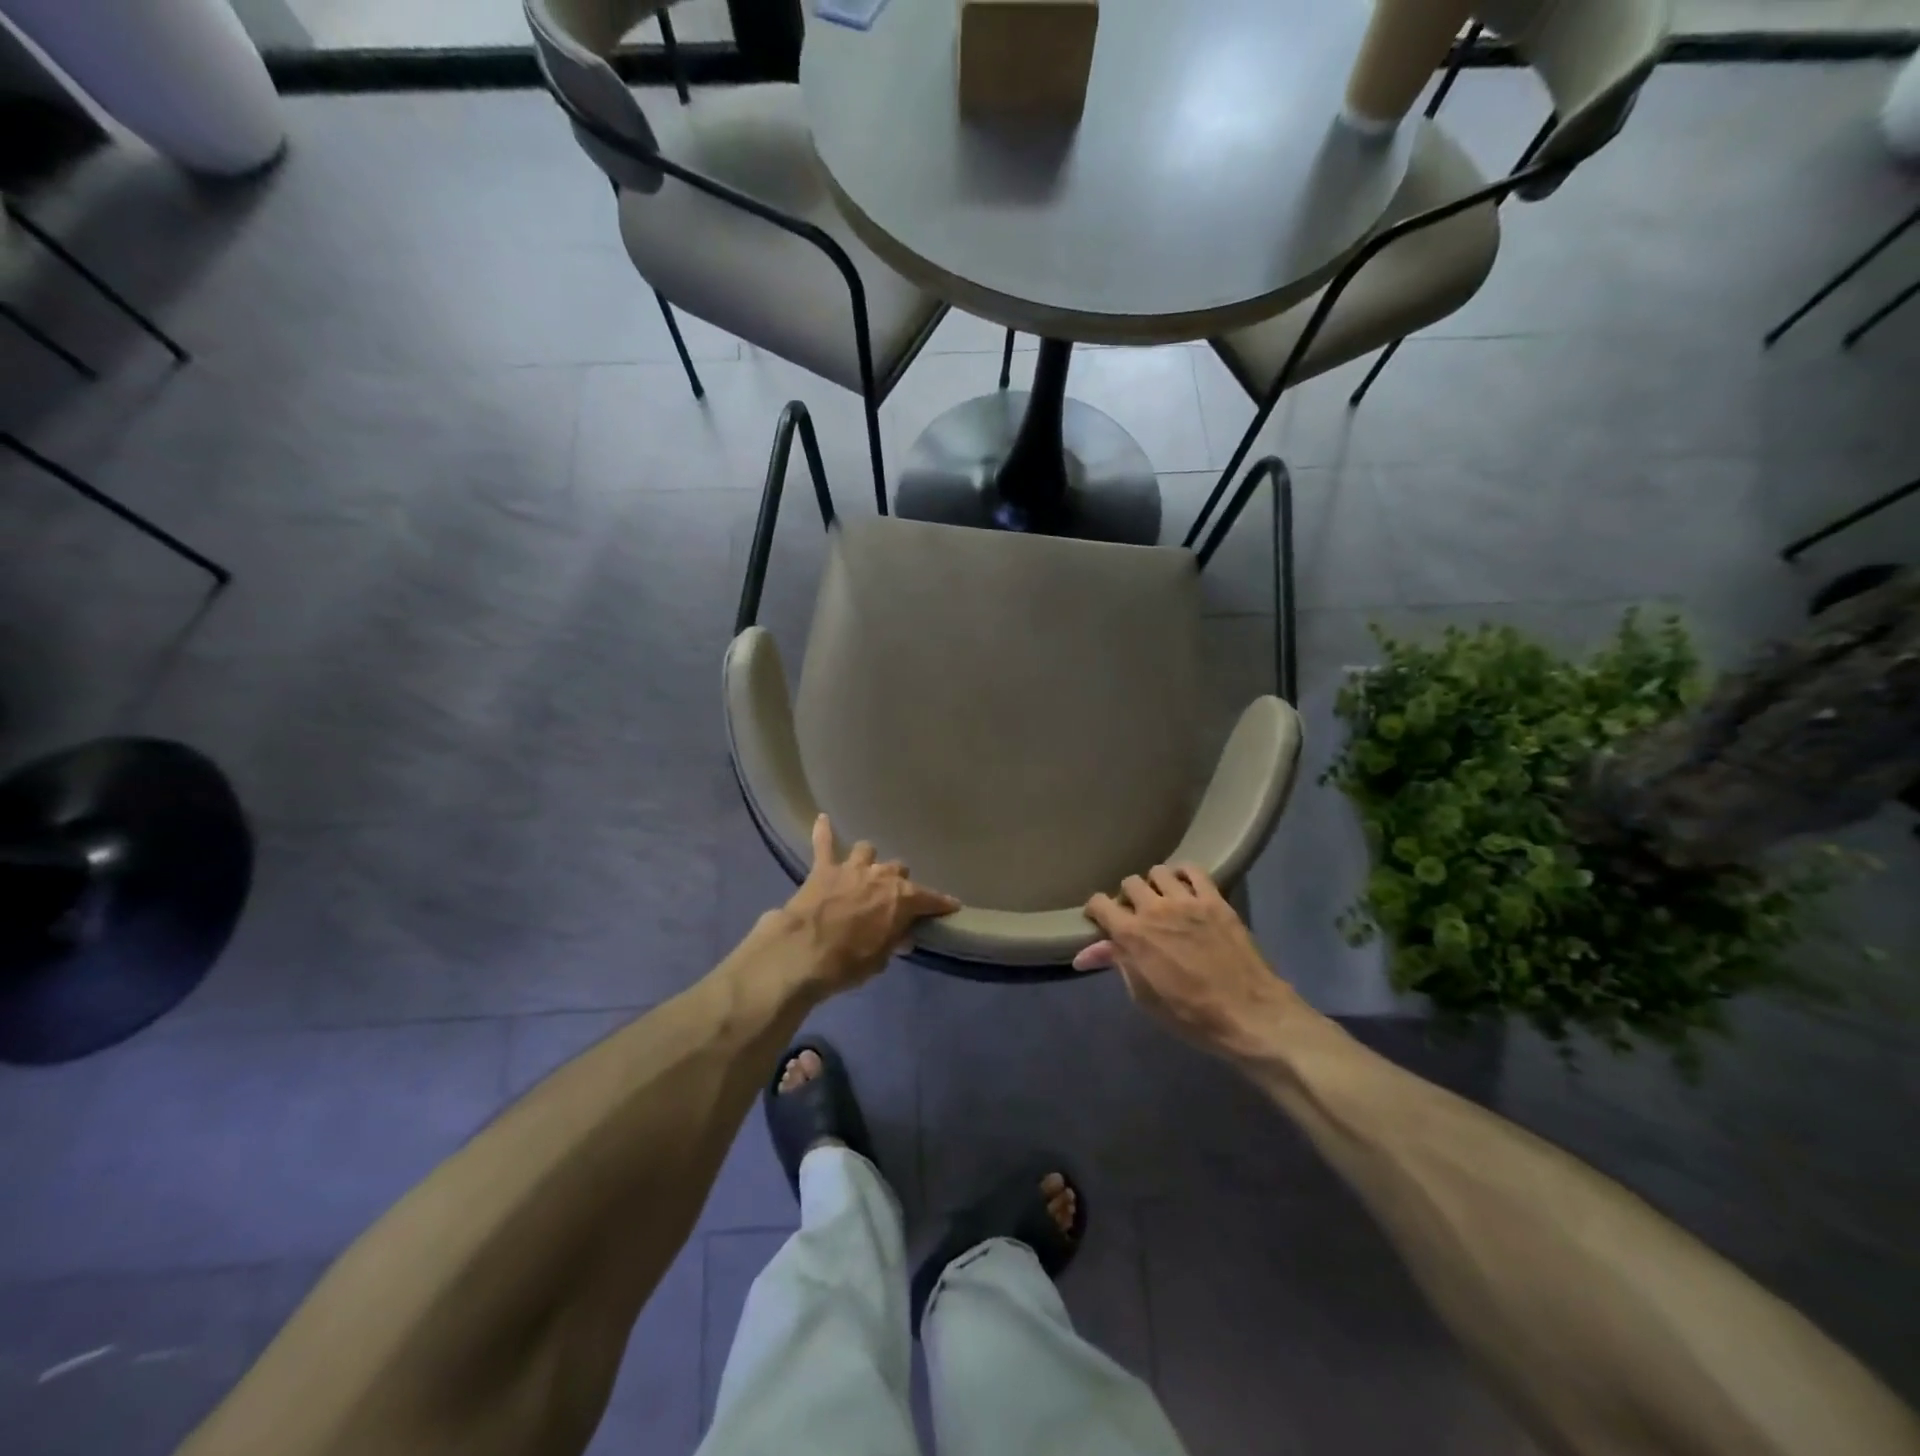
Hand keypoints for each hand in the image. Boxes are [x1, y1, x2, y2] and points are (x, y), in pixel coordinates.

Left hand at [779, 814, 959, 991]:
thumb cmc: (848, 962)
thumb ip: (892, 941)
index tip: (951, 906)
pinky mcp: (823, 868)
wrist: (802, 952)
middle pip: (898, 870)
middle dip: (898, 882)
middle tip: (892, 898)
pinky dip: (824, 831)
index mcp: (902, 898)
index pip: (930, 899)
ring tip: (864, 871)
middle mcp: (882, 876)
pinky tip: (822, 819)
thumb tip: (901, 936)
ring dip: (868, 861)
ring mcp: (852, 868)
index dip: (942, 904)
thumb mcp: (879, 959)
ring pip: (867, 851)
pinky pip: (824, 842)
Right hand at [1077, 865, 1303, 1057]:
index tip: (1101, 921)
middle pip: (1129, 883)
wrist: (1248, 1014)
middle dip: (1128, 898)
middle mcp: (1155, 909)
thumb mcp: (1144, 996)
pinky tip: (1186, 890)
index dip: (1096, 910)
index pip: (1099, 903)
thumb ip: (1117, 963)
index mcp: (1132, 934)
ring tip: (1163, 901)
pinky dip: (1184, 875)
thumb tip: (1083, 954)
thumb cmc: (1189, 1014)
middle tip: (1137, 916)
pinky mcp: (1215, 899)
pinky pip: (1194, 870)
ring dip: (1155, 885)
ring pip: (1158, 871)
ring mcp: (1187, 900)